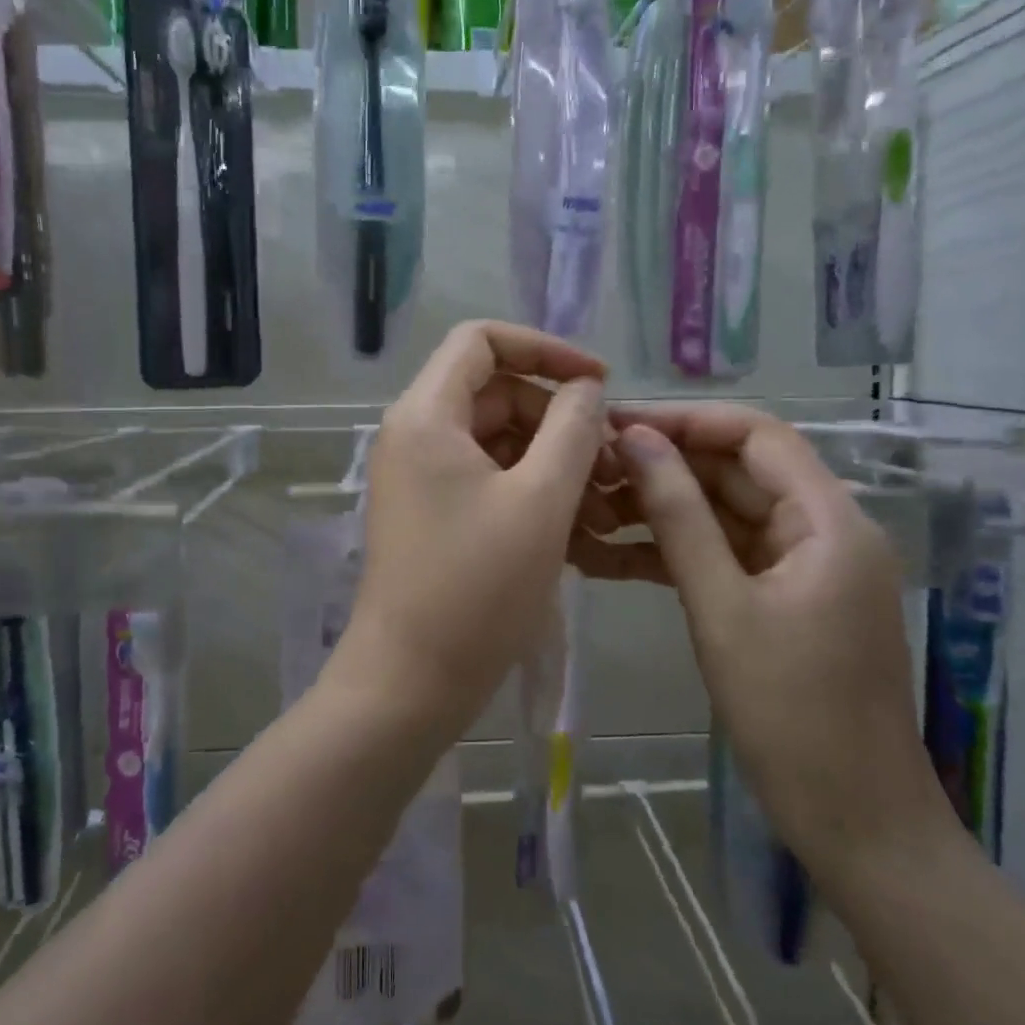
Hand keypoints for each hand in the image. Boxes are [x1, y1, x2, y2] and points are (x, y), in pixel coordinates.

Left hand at [324, 321, 612, 738]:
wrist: (410, 683)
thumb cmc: (477, 588)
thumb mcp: (542, 500)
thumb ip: (572, 428)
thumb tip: (586, 387)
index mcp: (428, 414)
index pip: (483, 340)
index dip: (545, 348)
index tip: (599, 382)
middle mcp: (418, 433)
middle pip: (499, 394)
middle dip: (561, 423)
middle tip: (614, 469)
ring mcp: (424, 474)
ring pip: (502, 441)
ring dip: (556, 465)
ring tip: (606, 514)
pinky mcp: (435, 511)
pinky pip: (492, 479)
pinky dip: (535, 494)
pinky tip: (583, 535)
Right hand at [595, 405, 954, 877]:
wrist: (856, 824)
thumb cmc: (792, 714)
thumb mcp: (721, 606)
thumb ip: (678, 515)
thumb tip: (636, 439)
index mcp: (829, 519)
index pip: (756, 434)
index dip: (685, 420)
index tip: (617, 423)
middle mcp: (822, 527)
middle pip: (736, 471)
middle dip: (664, 465)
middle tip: (590, 467)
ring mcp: (802, 564)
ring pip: (724, 511)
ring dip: (661, 507)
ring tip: (590, 505)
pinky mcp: (782, 596)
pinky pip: (725, 553)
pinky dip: (676, 549)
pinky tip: (614, 551)